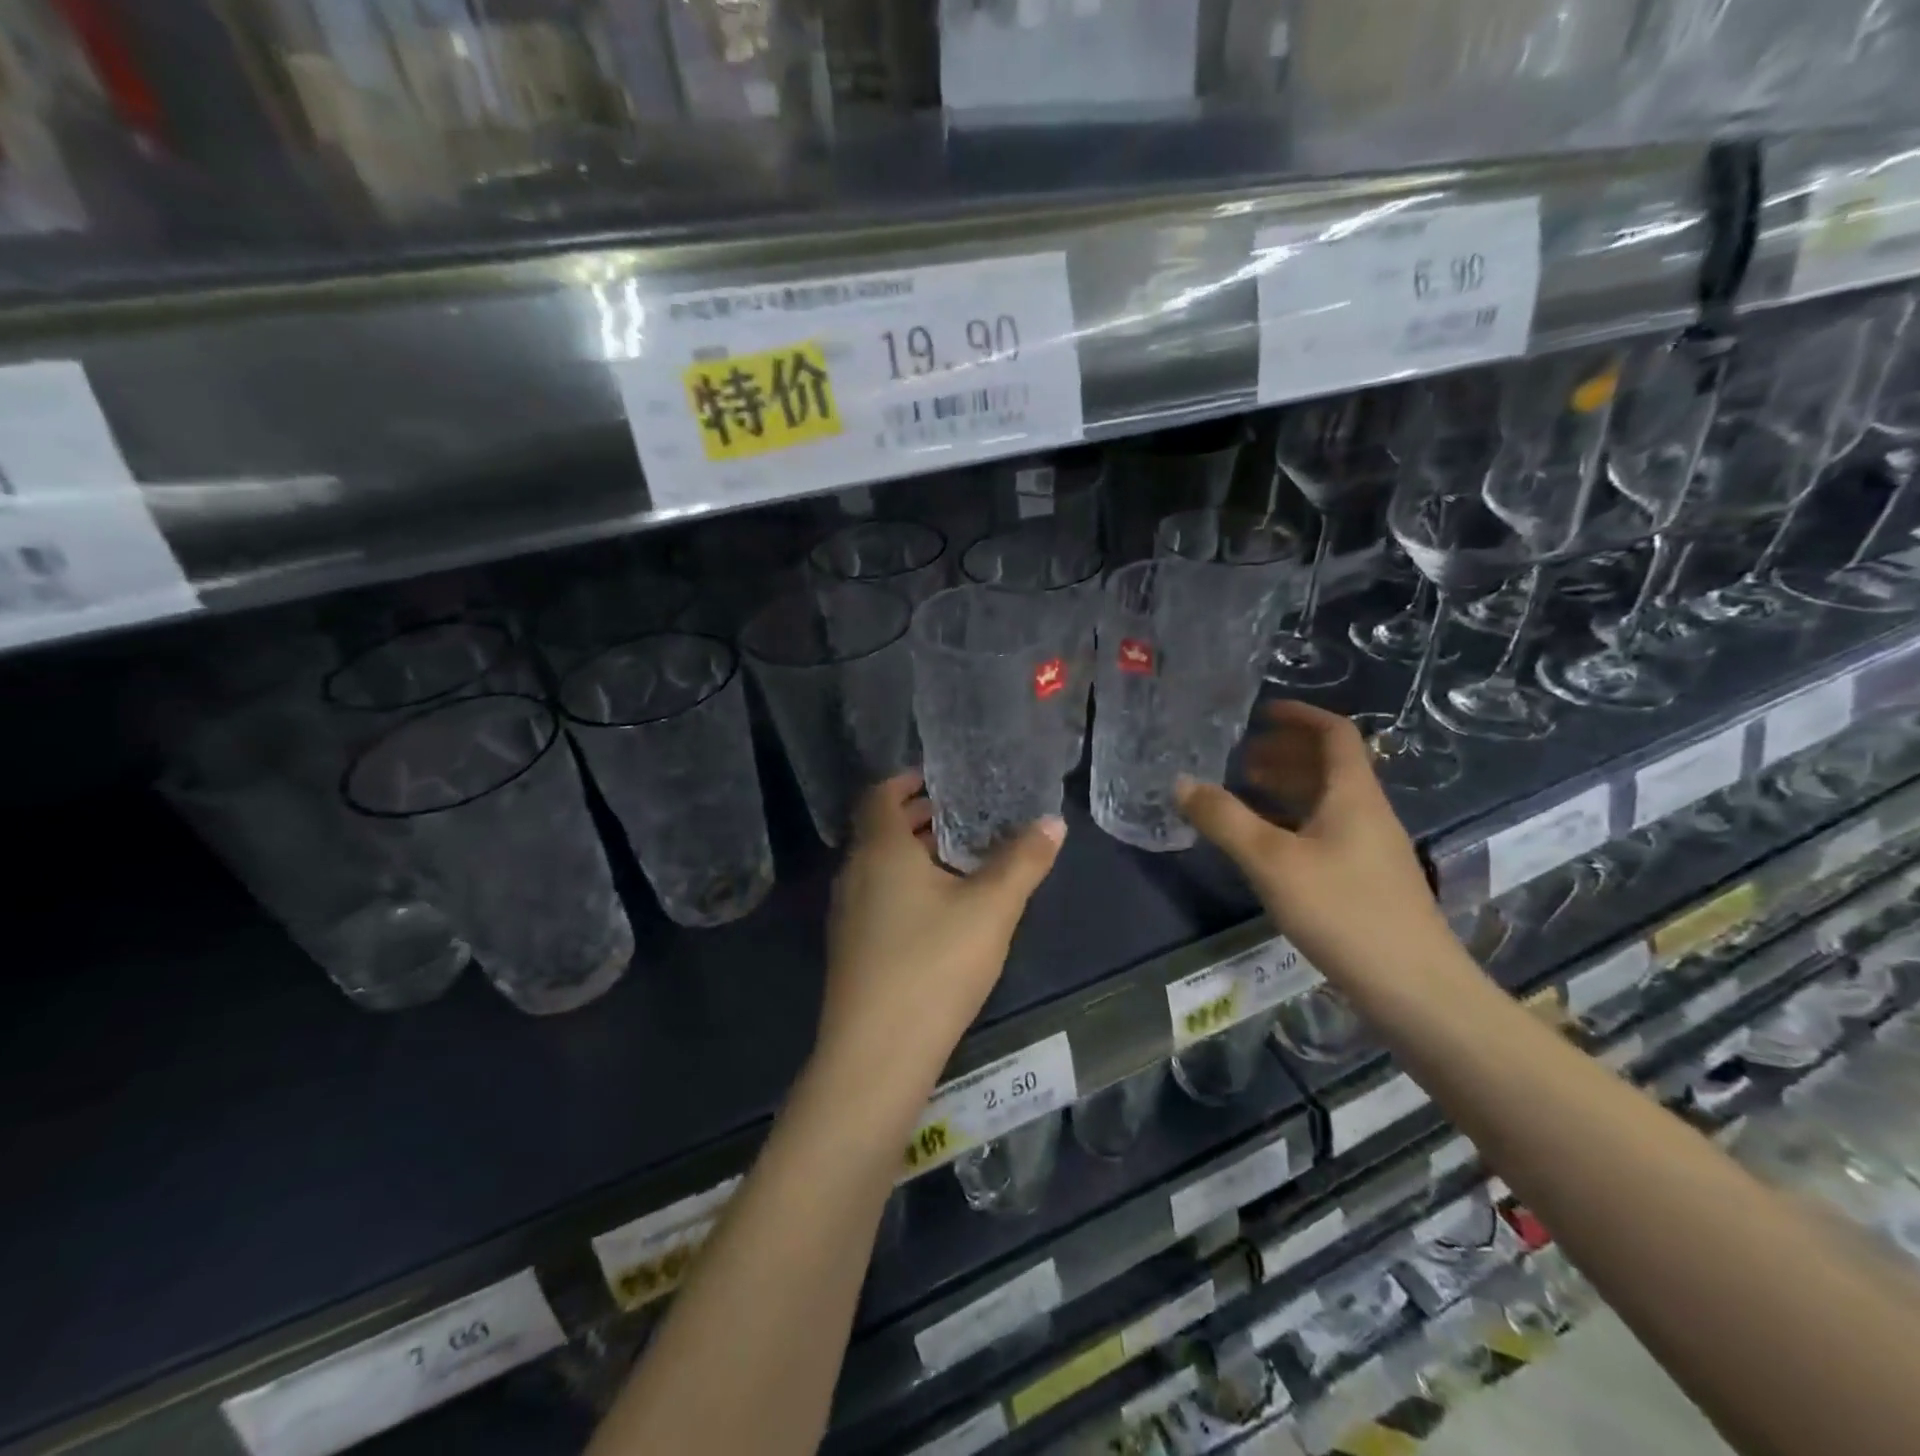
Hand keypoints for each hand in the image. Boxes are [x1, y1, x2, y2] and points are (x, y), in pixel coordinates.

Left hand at [817, 773, 1065, 1110]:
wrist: (877, 1055)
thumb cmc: (934, 965)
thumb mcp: (991, 909)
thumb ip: (1024, 861)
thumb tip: (1053, 821)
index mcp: (880, 850)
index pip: (880, 794)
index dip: (907, 780)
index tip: (941, 779)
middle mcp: (854, 873)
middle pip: (880, 829)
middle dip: (918, 816)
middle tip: (963, 814)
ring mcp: (846, 913)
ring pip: (879, 866)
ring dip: (913, 853)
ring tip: (959, 858)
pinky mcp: (850, 947)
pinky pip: (876, 896)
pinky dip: (904, 885)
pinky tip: (940, 911)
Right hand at [1176, 702, 1457, 992]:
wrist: (1414, 989)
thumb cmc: (1343, 911)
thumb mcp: (1271, 861)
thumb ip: (1224, 819)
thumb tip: (1181, 783)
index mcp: (1353, 795)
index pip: (1334, 734)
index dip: (1300, 716)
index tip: (1260, 712)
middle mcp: (1367, 813)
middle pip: (1329, 766)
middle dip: (1284, 753)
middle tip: (1239, 755)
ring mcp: (1371, 849)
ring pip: (1327, 801)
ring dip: (1287, 787)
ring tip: (1244, 791)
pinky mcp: (1366, 880)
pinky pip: (1326, 830)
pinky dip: (1293, 821)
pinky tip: (1266, 844)